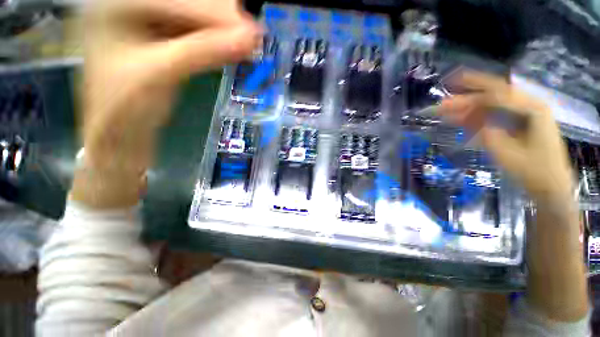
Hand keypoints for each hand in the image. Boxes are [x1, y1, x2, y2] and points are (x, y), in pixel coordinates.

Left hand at [73, 0, 261, 207]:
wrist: (121, 131)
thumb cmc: (126, 106)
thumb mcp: (161, 74)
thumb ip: (205, 51)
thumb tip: (251, 39)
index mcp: (115, 3)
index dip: (216, 13)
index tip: (253, 31)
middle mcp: (131, 2)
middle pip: (185, 2)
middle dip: (221, 19)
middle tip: (252, 38)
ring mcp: (147, 18)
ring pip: (193, 15)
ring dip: (222, 30)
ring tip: (247, 44)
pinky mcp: (161, 35)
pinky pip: (194, 31)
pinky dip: (216, 40)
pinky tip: (232, 48)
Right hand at [438, 71, 574, 205]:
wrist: (550, 186)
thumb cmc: (533, 171)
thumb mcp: (507, 153)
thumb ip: (487, 133)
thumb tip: (468, 118)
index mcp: (532, 109)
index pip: (499, 91)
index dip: (474, 85)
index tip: (453, 80)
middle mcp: (528, 106)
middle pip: (493, 97)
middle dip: (466, 100)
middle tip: (442, 105)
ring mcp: (523, 115)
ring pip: (491, 106)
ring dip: (468, 110)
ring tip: (446, 113)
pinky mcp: (517, 124)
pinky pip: (494, 116)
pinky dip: (477, 118)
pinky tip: (461, 121)